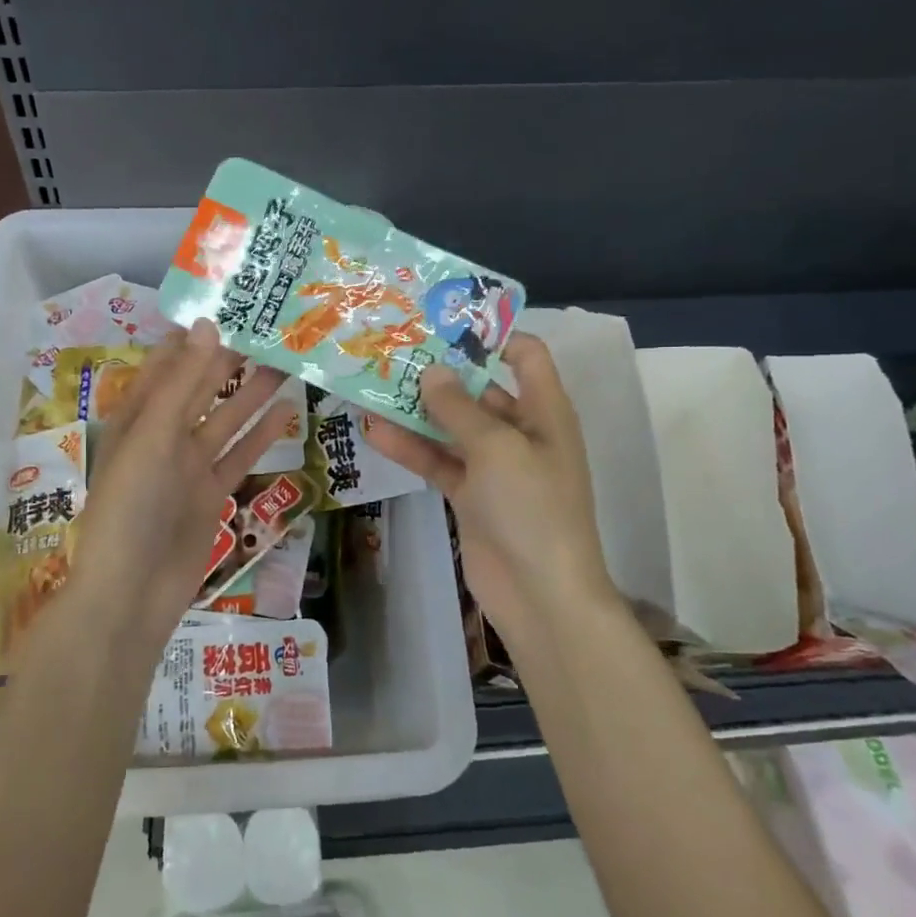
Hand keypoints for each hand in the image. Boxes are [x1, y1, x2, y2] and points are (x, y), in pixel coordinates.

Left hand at [67, 319, 298, 641]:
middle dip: (231, 361)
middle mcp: (162, 436)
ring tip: (287, 363)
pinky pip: (239, 456)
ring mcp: (188, 466)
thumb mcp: (150, 438)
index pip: (167, 364)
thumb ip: (181, 384)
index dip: (195, 336)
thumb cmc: (128, 508)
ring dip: (253, 393)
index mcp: (136, 417)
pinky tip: (288, 411)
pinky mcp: (211, 494)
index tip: (230, 307)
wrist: (130, 594)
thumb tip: (207, 325)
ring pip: (226, 420)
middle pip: (201, 389)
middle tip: (271, 331)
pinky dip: (261, 435)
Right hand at [365, 335, 619, 649]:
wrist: (540, 594)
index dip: (490, 334)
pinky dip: (411, 448)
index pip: (525, 355)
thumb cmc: (531, 507)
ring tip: (371, 384)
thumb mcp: (497, 447)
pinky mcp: (469, 494)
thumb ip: (459, 407)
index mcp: (544, 411)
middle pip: (479, 389)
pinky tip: (373, 432)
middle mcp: (520, 431)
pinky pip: (438, 461)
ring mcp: (493, 465)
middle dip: (439, 371)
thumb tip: (432, 371)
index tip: (443, 322)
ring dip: (415, 410)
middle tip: (392, 349)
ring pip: (450, 426)